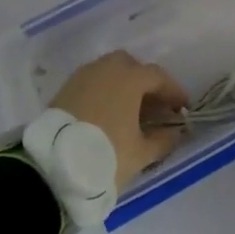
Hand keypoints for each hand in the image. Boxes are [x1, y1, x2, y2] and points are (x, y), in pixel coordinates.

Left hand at [50, 52, 189, 189]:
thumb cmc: (106, 154)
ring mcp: (83, 76)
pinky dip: (103, 93)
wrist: (52, 166)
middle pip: (131, 67)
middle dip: (144, 83)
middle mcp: (107, 68)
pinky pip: (92, 83)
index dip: (173, 91)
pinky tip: (106, 115)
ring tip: (128, 112)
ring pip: (109, 72)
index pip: (158, 77)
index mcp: (130, 78)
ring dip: (122, 87)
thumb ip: (163, 140)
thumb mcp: (141, 154)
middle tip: (153, 106)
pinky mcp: (64, 89)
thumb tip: (175, 132)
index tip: (182, 108)